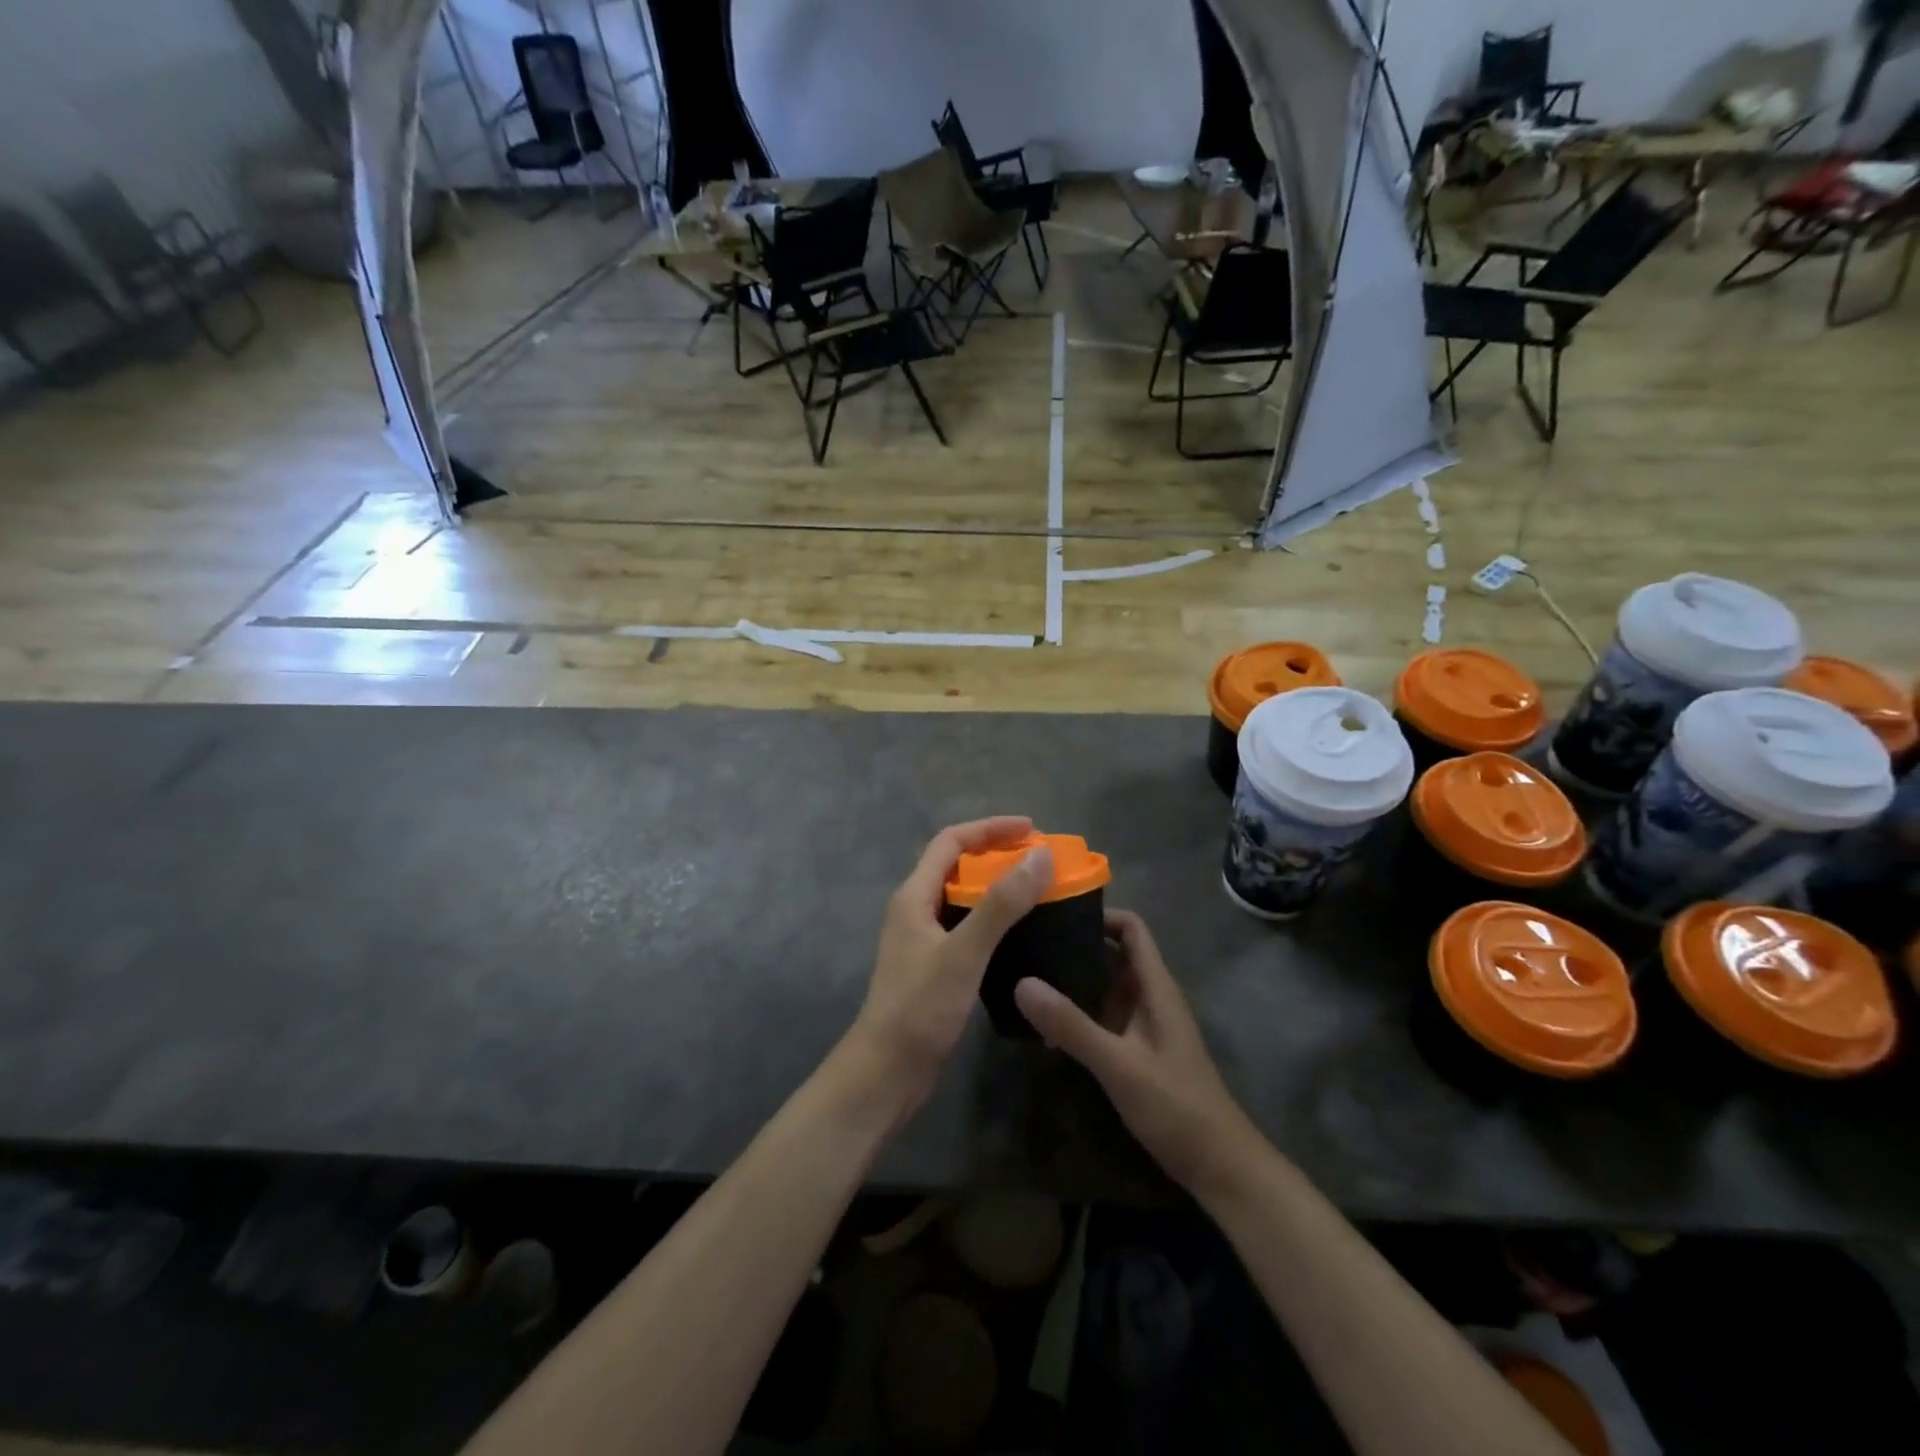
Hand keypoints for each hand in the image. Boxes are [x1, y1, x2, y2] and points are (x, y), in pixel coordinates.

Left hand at [841, 817, 1054, 1125]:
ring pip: (963, 898)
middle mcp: (916, 909)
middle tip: (1040, 860)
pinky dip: (993, 919)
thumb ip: (1001, 904)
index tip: (1031, 829)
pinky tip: (1020, 933)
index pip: (951, 841)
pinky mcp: (934, 966)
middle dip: (997, 855)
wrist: (886, 1072)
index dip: (990, 829)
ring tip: (1037, 890)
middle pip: (956, 865)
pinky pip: (967, 926)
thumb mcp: (964, 952)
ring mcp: (924, 939)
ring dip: (997, 888)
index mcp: (914, 895)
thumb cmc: (920, 1007)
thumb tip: (1040, 856)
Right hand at [1014, 910, 1260, 1200]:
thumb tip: (1021, 982)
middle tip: (1027, 940)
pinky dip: (1076, 1011)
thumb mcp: (1120, 1065)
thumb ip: (1072, 1025)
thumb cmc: (1176, 1106)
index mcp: (1155, 986)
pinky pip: (1101, 1015)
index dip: (1098, 914)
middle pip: (1112, 952)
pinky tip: (1043, 1022)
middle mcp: (1148, 996)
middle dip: (1074, 943)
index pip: (1131, 928)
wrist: (1218, 1166)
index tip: (1055, 913)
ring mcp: (1141, 1024)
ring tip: (1025, 973)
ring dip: (1072, 978)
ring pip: (1104, 985)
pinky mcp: (1133, 1049)